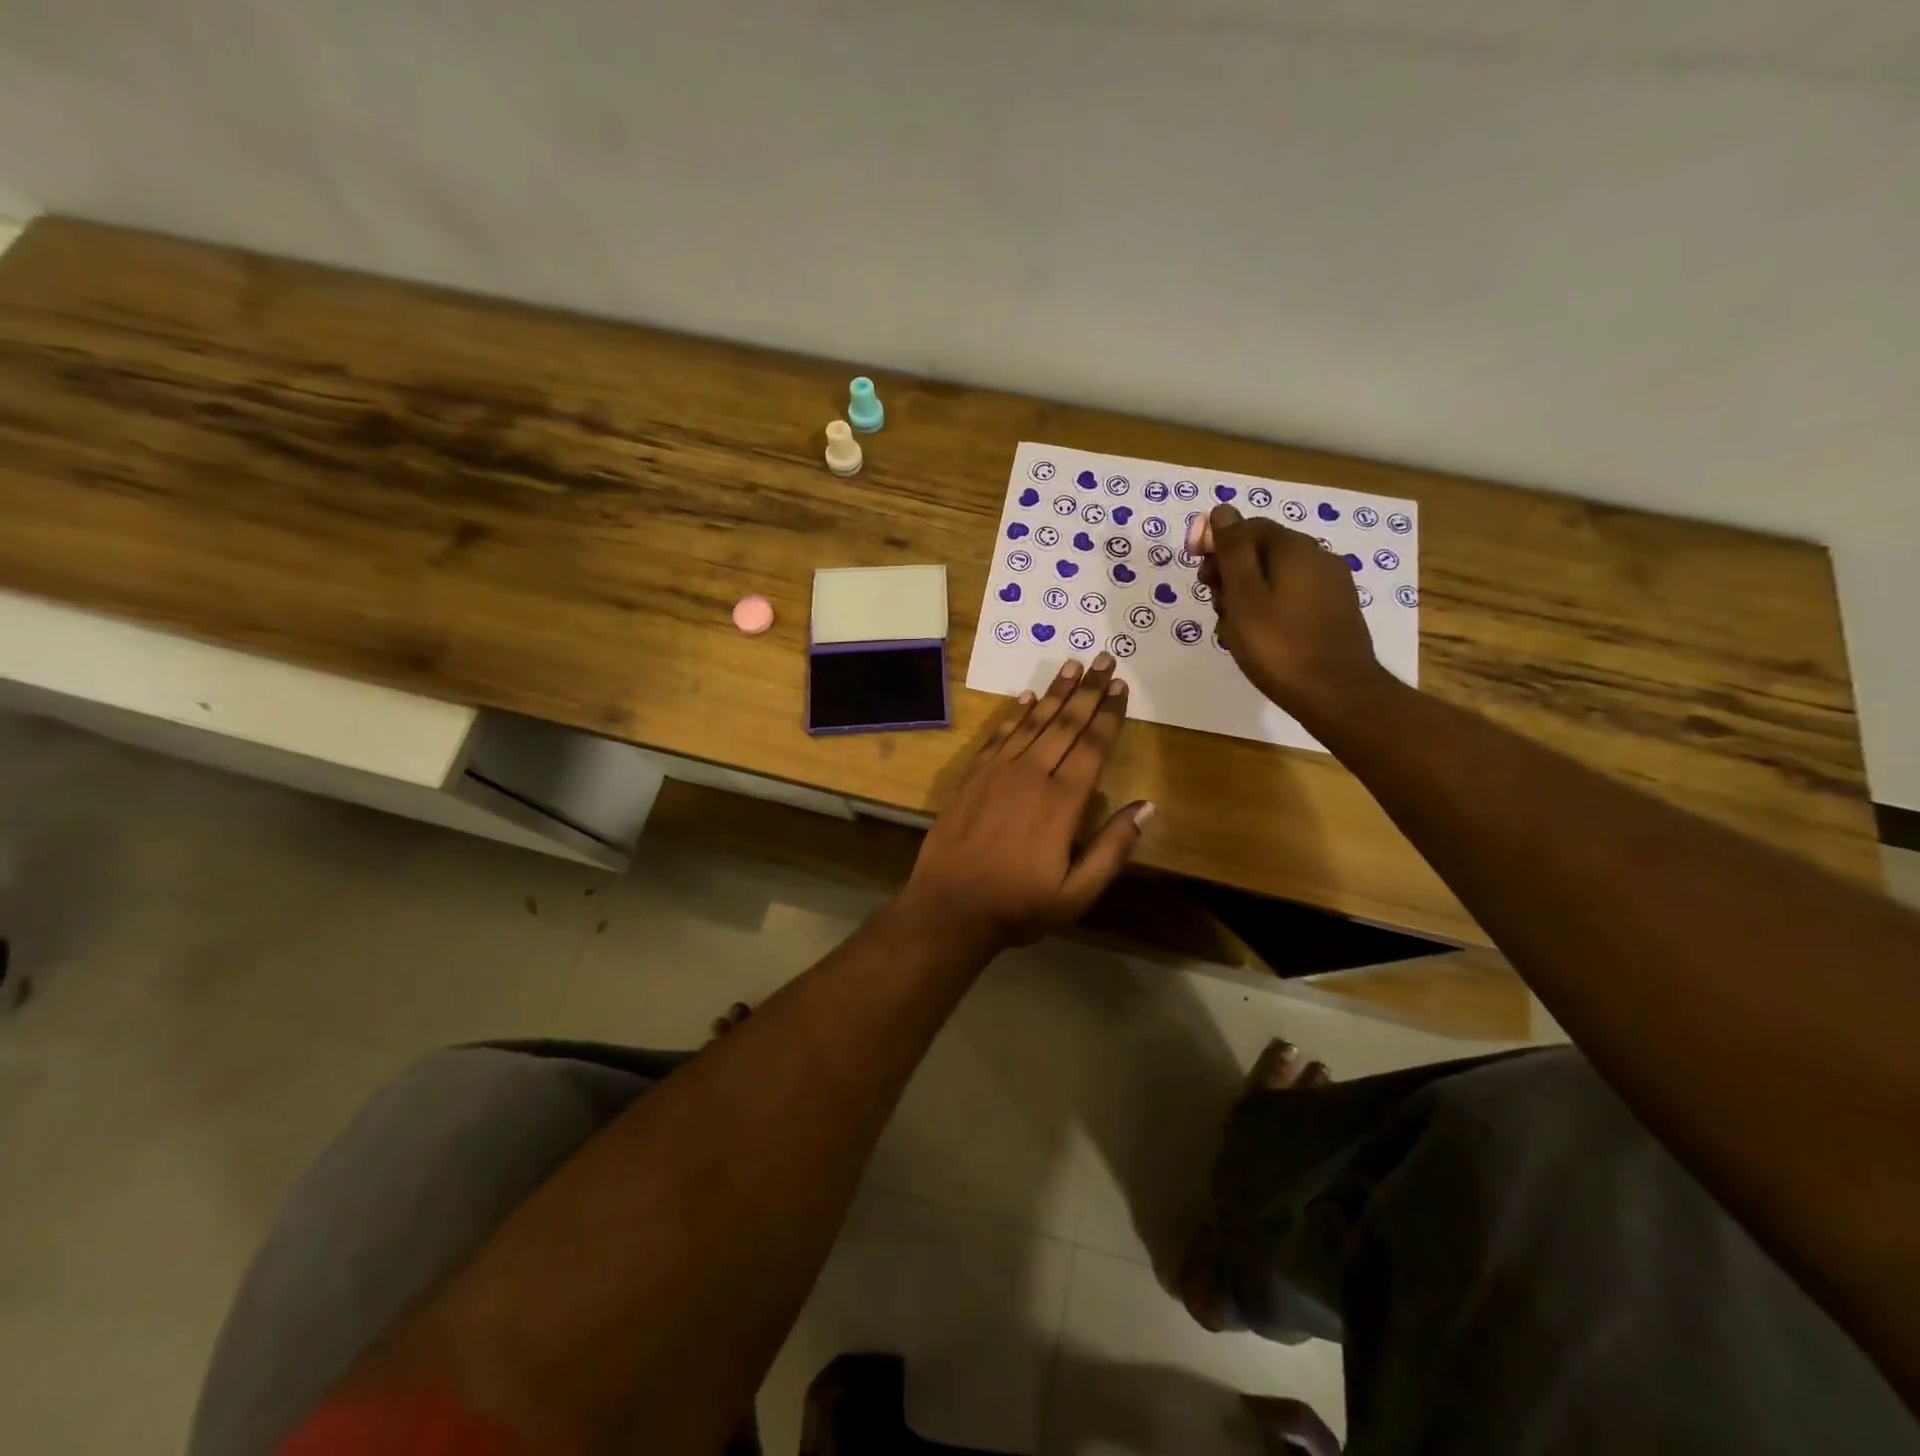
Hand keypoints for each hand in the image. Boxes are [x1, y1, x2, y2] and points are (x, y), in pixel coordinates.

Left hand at [901, 654, 1152, 951]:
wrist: (949, 907)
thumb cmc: (1018, 905)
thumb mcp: (1077, 893)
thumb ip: (1113, 848)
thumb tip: (1147, 805)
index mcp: (1061, 803)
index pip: (1092, 747)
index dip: (1109, 715)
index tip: (1121, 687)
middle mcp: (1031, 776)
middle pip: (1065, 724)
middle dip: (1088, 691)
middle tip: (1104, 659)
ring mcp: (997, 772)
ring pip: (1033, 722)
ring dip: (1055, 693)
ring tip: (1073, 666)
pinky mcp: (972, 775)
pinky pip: (998, 735)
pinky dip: (1015, 713)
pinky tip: (1028, 697)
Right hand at [1198, 504, 1386, 725]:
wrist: (1337, 694)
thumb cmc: (1279, 646)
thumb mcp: (1244, 596)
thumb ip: (1232, 551)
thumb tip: (1223, 510)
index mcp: (1294, 548)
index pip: (1247, 527)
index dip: (1217, 545)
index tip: (1199, 575)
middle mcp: (1318, 557)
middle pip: (1261, 552)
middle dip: (1231, 574)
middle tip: (1214, 606)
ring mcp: (1330, 585)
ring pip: (1275, 578)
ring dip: (1246, 596)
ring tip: (1232, 630)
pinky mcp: (1335, 611)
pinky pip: (1291, 598)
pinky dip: (1269, 610)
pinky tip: (1258, 638)